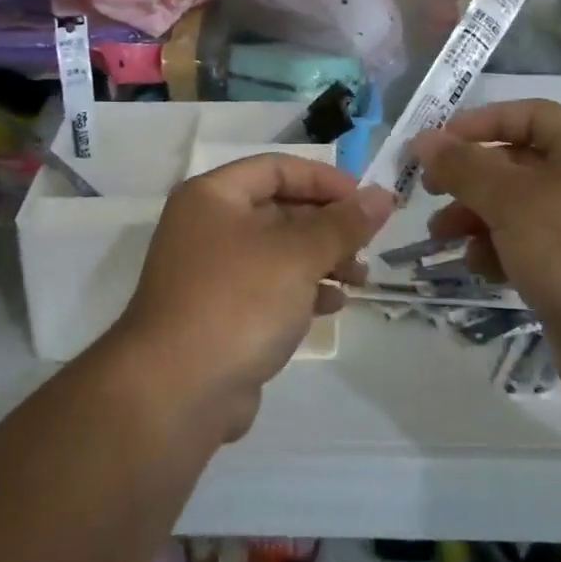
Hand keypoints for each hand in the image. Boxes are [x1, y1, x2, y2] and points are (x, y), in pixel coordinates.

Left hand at [112, 155, 392, 441]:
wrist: (177, 393)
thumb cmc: (238, 303)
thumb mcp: (298, 256)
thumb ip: (343, 224)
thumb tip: (383, 195)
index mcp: (212, 196)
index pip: (277, 168)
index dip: (325, 179)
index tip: (366, 200)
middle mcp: (207, 227)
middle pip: (279, 209)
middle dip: (328, 225)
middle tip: (368, 244)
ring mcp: (212, 273)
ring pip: (278, 251)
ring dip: (322, 259)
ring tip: (359, 279)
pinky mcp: (220, 313)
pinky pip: (269, 288)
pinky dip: (303, 290)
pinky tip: (334, 305)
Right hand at [412, 100, 560, 399]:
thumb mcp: (514, 201)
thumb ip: (465, 167)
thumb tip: (424, 140)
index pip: (528, 116)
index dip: (480, 123)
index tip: (437, 143)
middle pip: (516, 164)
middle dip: (469, 177)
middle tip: (429, 192)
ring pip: (516, 210)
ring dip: (475, 217)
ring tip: (441, 236)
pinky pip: (526, 249)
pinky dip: (497, 252)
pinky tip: (477, 268)